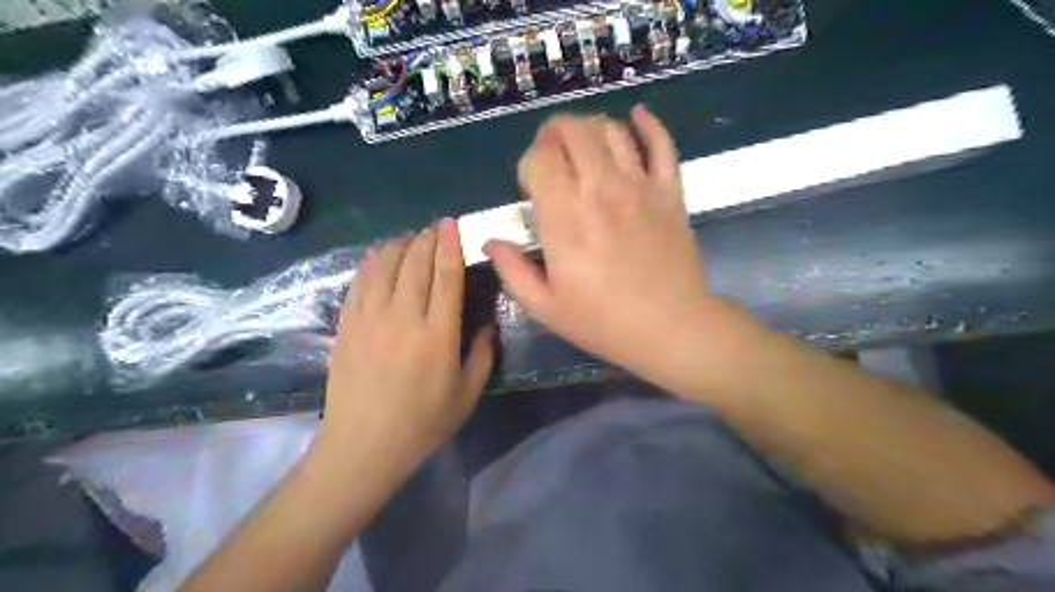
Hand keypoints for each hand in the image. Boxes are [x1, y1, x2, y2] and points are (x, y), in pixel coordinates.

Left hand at [318, 219, 494, 469]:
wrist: (364, 445)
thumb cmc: (422, 423)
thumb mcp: (467, 394)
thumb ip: (482, 355)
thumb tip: (486, 325)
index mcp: (438, 334)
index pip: (445, 276)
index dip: (449, 246)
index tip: (451, 224)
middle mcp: (403, 318)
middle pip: (414, 264)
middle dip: (426, 239)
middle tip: (434, 228)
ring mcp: (370, 319)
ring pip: (384, 266)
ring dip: (398, 245)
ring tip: (409, 238)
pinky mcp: (347, 326)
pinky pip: (359, 283)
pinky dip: (370, 263)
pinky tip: (377, 255)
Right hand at [483, 106, 739, 393]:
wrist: (669, 329)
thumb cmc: (603, 322)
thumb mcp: (545, 307)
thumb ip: (512, 270)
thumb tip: (490, 242)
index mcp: (564, 217)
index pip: (539, 159)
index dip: (529, 163)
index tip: (530, 186)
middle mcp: (599, 189)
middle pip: (572, 131)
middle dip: (553, 133)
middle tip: (550, 152)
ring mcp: (639, 186)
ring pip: (610, 131)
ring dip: (589, 127)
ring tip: (582, 143)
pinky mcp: (669, 191)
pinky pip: (662, 144)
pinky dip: (648, 124)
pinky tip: (636, 116)